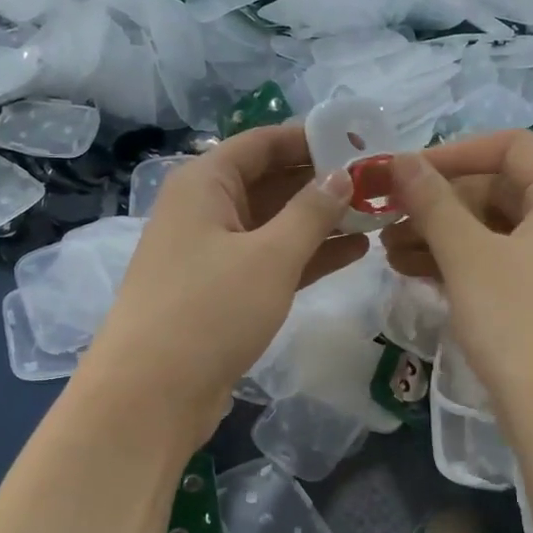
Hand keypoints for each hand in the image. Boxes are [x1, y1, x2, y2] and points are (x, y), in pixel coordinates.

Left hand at [82, 125, 365, 445]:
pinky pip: (270, 261)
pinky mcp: (222, 294)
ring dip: (321, 221)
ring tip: (378, 215)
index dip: (311, 138)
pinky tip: (354, 253)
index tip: (362, 141)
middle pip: (270, 181)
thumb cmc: (210, 311)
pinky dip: (307, 256)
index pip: (262, 143)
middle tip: (380, 182)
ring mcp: (212, 254)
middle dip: (322, 181)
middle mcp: (205, 210)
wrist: (152, 394)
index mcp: (204, 183)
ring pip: (274, 225)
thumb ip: (311, 212)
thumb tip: (342, 175)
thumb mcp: (269, 256)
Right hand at [382, 130, 532, 425]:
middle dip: (438, 204)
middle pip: (499, 189)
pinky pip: (502, 262)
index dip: (451, 153)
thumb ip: (432, 202)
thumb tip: (399, 158)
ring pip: (495, 230)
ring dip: (441, 236)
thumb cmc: (519, 322)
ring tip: (389, 254)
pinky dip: (461, 264)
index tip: (403, 174)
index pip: (508, 146)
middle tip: (386, 221)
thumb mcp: (467, 256)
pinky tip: (416, 275)